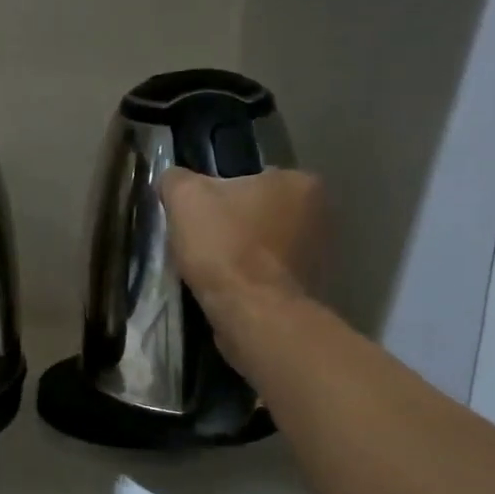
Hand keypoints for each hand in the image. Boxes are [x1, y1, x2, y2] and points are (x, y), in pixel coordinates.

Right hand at [159, 168, 323, 316]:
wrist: (253, 315)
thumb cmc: (225, 246)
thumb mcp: (185, 198)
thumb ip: (177, 179)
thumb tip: (173, 179)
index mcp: (299, 182)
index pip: (251, 178)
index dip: (219, 196)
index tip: (200, 216)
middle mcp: (321, 213)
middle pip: (260, 212)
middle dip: (235, 224)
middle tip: (203, 242)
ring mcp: (320, 255)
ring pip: (266, 245)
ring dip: (244, 254)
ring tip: (213, 269)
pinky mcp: (312, 290)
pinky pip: (272, 275)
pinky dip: (253, 280)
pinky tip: (231, 289)